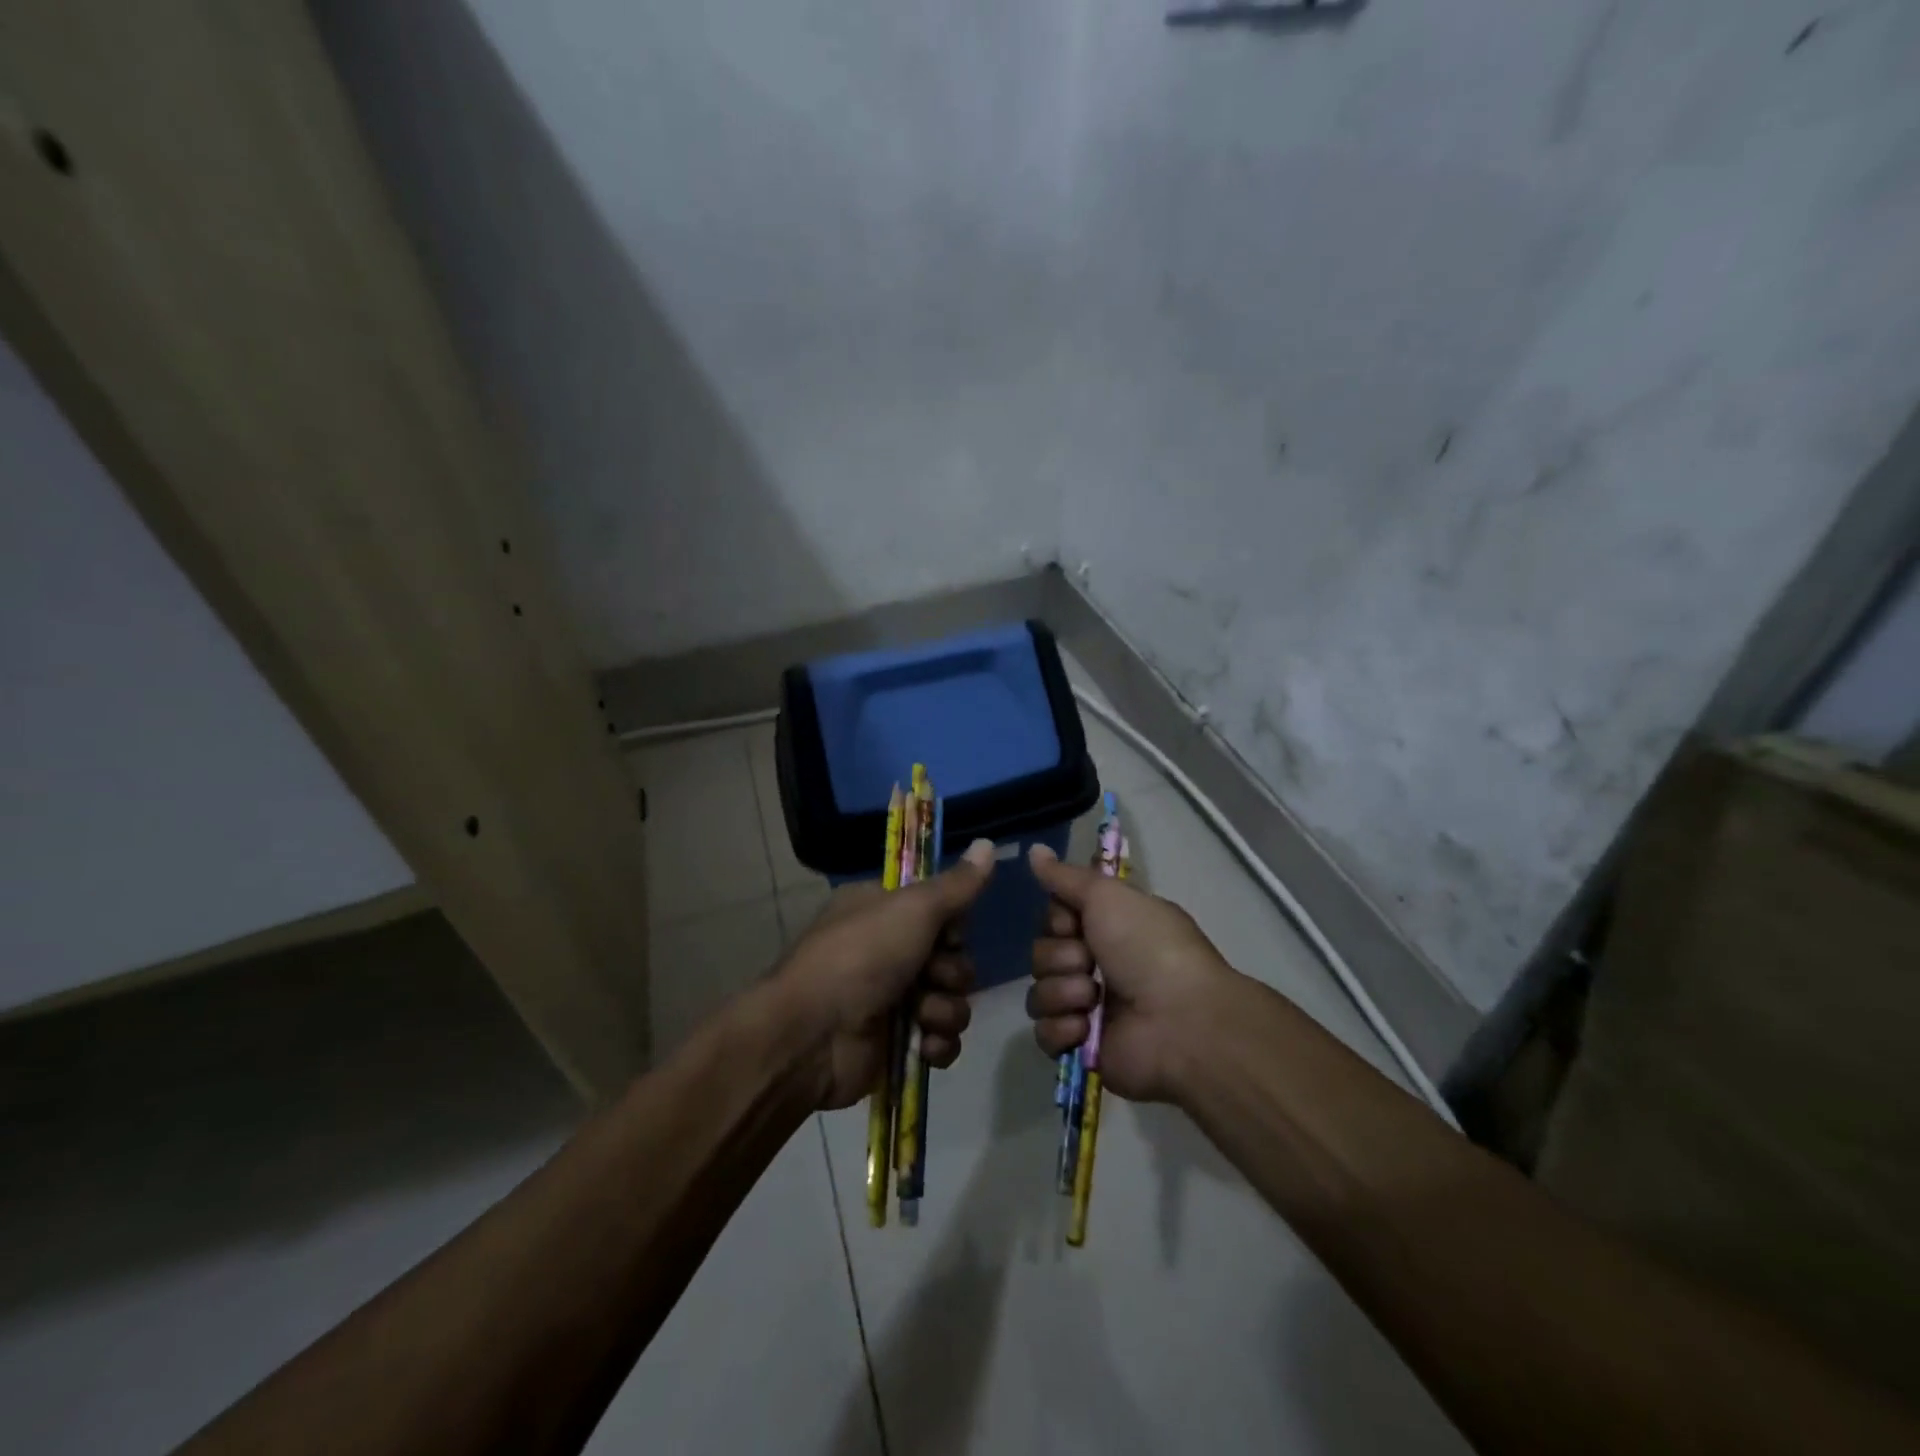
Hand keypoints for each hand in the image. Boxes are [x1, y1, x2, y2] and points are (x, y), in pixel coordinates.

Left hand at [776, 839, 995, 1109]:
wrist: (812, 1037)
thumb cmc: (861, 957)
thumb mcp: (912, 909)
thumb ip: (956, 884)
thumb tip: (989, 844)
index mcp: (882, 910)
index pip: (940, 909)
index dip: (954, 925)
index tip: (949, 932)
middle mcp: (886, 950)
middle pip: (953, 957)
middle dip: (951, 972)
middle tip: (932, 976)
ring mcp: (892, 999)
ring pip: (952, 999)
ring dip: (945, 1010)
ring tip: (922, 1016)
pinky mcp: (898, 1043)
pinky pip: (941, 1039)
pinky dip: (938, 1044)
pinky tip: (924, 1047)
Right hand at [1026, 842, 1238, 1102]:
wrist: (1180, 1020)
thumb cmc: (1149, 948)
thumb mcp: (1109, 896)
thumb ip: (1066, 876)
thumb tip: (1034, 848)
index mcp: (1107, 929)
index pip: (1053, 919)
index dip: (1057, 920)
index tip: (1074, 922)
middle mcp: (1096, 965)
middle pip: (1041, 955)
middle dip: (1060, 958)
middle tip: (1090, 963)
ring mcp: (1087, 1009)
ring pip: (1039, 993)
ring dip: (1063, 993)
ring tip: (1092, 1000)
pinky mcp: (1081, 1048)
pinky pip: (1044, 1034)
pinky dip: (1063, 1029)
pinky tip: (1086, 1027)